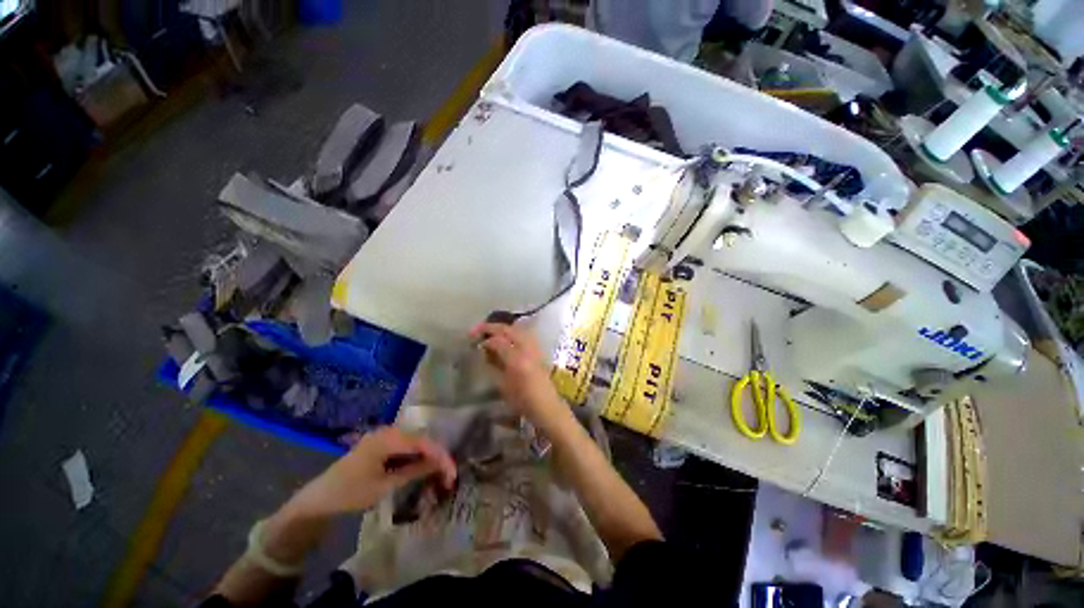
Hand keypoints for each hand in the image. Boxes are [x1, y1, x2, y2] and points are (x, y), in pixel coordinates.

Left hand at [284, 427, 456, 518]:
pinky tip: (421, 468)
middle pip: (421, 440)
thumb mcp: (385, 485)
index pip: (423, 442)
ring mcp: (383, 436)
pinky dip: (415, 457)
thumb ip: (414, 471)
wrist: (318, 499)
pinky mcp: (380, 444)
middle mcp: (388, 431)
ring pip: (414, 442)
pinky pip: (404, 446)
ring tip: (438, 472)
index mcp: (388, 438)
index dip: (441, 456)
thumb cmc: (350, 493)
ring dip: (427, 456)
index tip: (452, 473)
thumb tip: (440, 463)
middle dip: (436, 455)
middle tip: (447, 474)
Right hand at [470, 322, 568, 426]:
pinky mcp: (539, 350)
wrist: (547, 406)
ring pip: (517, 329)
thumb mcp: (504, 385)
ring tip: (490, 331)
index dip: (485, 340)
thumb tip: (485, 351)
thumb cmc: (523, 401)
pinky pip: (525, 334)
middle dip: (491, 327)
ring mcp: (535, 347)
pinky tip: (506, 337)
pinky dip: (513, 332)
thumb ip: (494, 365)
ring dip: (502, 328)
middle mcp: (527, 349)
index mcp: (517, 360)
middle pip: (508, 329)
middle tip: (477, 330)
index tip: (474, 343)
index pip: (498, 341)